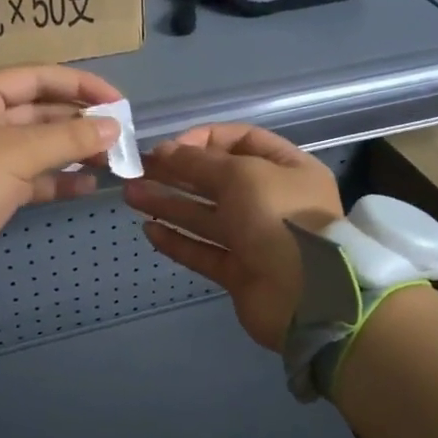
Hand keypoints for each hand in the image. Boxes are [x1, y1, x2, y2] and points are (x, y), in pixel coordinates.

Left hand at [0, 65, 122, 265]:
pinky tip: (88, 184)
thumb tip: (114, 127)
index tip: (117, 101)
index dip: (79, 85)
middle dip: (79, 121)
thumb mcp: (17, 154)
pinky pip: (30, 175)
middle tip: (120, 134)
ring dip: (73, 149)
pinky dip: (57, 178)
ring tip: (111, 159)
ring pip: (37, 144)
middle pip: (39, 110)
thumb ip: (69, 137)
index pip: (36, 77)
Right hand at [125, 124, 342, 349]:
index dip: (204, 140)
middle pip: (218, 179)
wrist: (306, 297)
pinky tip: (149, 230)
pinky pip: (204, 251)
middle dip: (178, 172)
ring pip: (206, 216)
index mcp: (288, 169)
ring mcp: (256, 239)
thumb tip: (165, 151)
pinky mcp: (240, 272)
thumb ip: (200, 161)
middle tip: (138, 169)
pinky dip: (178, 241)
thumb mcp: (242, 174)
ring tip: (130, 195)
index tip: (170, 147)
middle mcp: (274, 200)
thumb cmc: (279, 218)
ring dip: (169, 203)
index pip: (242, 141)